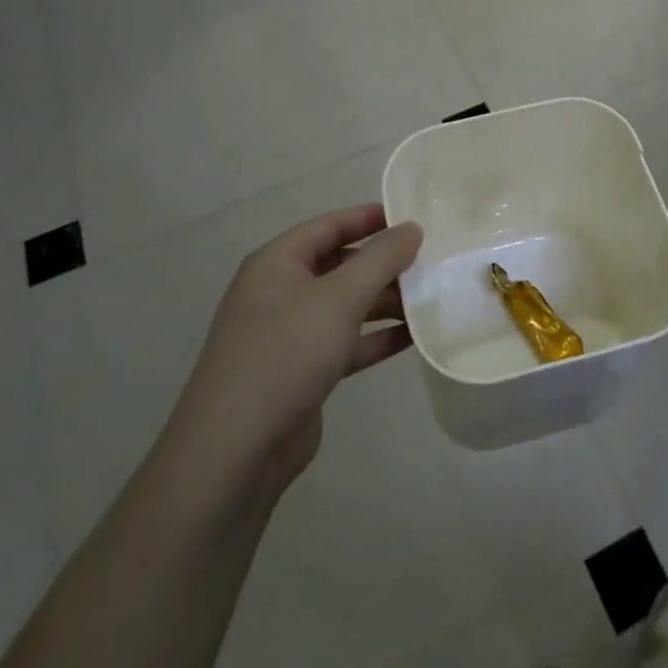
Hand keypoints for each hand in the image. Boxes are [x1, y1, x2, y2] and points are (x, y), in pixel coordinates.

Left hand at [170, 205, 421, 497]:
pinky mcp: (302, 371)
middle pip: (340, 265)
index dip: (370, 218)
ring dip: (385, 301)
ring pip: (346, 305)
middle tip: (431, 261)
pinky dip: (376, 337)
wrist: (236, 450)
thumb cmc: (285, 354)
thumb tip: (412, 227)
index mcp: (277, 263)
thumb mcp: (339, 298)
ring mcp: (290, 334)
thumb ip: (380, 259)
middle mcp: (280, 291)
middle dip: (383, 263)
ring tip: (431, 298)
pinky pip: (346, 342)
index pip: (329, 226)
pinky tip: (414, 337)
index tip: (412, 217)